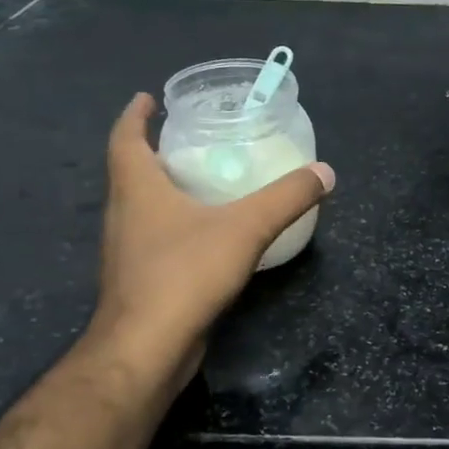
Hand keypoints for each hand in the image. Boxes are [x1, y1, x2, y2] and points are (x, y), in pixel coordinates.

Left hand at [81, 93, 334, 372]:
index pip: (125, 138)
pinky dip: (175, 224)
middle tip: (191, 137)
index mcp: (137, 189)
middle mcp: (124, 214)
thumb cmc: (184, 274)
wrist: (145, 350)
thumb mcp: (245, 228)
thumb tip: (325, 172)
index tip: (149, 98)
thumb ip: (286, 198)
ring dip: (163, 189)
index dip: (134, 116)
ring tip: (203, 180)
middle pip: (131, 171)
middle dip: (156, 150)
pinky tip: (207, 235)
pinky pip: (155, 238)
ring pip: (142, 207)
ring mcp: (127, 251)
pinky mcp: (139, 281)